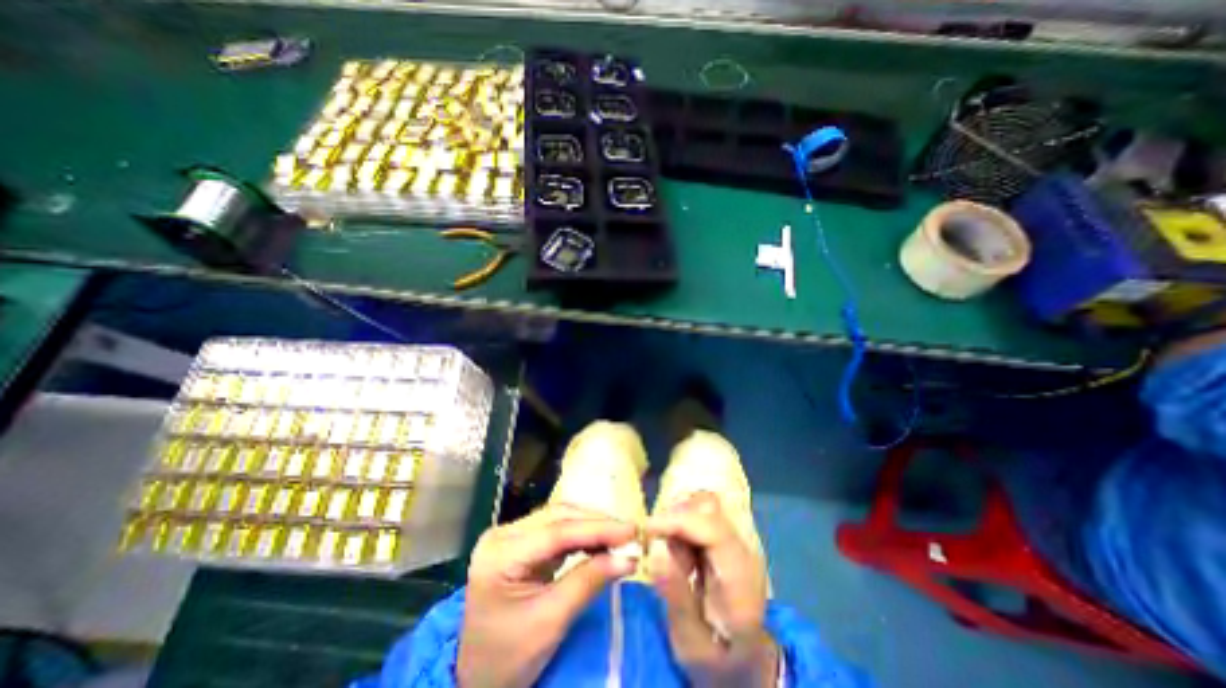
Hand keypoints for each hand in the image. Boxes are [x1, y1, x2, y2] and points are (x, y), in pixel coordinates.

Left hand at [454, 504, 636, 687]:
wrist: (476, 677)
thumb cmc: (508, 658)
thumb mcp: (551, 621)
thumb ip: (589, 582)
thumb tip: (628, 558)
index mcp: (500, 554)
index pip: (557, 531)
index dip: (597, 528)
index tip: (631, 530)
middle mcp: (503, 535)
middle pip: (558, 517)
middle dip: (596, 523)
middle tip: (630, 533)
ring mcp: (510, 536)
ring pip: (559, 518)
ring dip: (591, 526)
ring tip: (620, 536)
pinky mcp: (520, 542)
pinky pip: (557, 529)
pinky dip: (581, 535)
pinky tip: (600, 541)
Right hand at [646, 492, 778, 685]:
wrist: (747, 664)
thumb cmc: (718, 660)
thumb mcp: (692, 644)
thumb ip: (676, 597)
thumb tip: (655, 551)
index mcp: (740, 577)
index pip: (712, 527)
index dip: (677, 520)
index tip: (646, 531)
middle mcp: (743, 549)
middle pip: (709, 506)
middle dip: (675, 517)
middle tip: (657, 545)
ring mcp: (738, 539)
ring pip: (703, 502)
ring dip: (678, 517)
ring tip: (672, 552)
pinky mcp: (727, 536)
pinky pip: (700, 511)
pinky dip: (682, 521)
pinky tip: (680, 550)